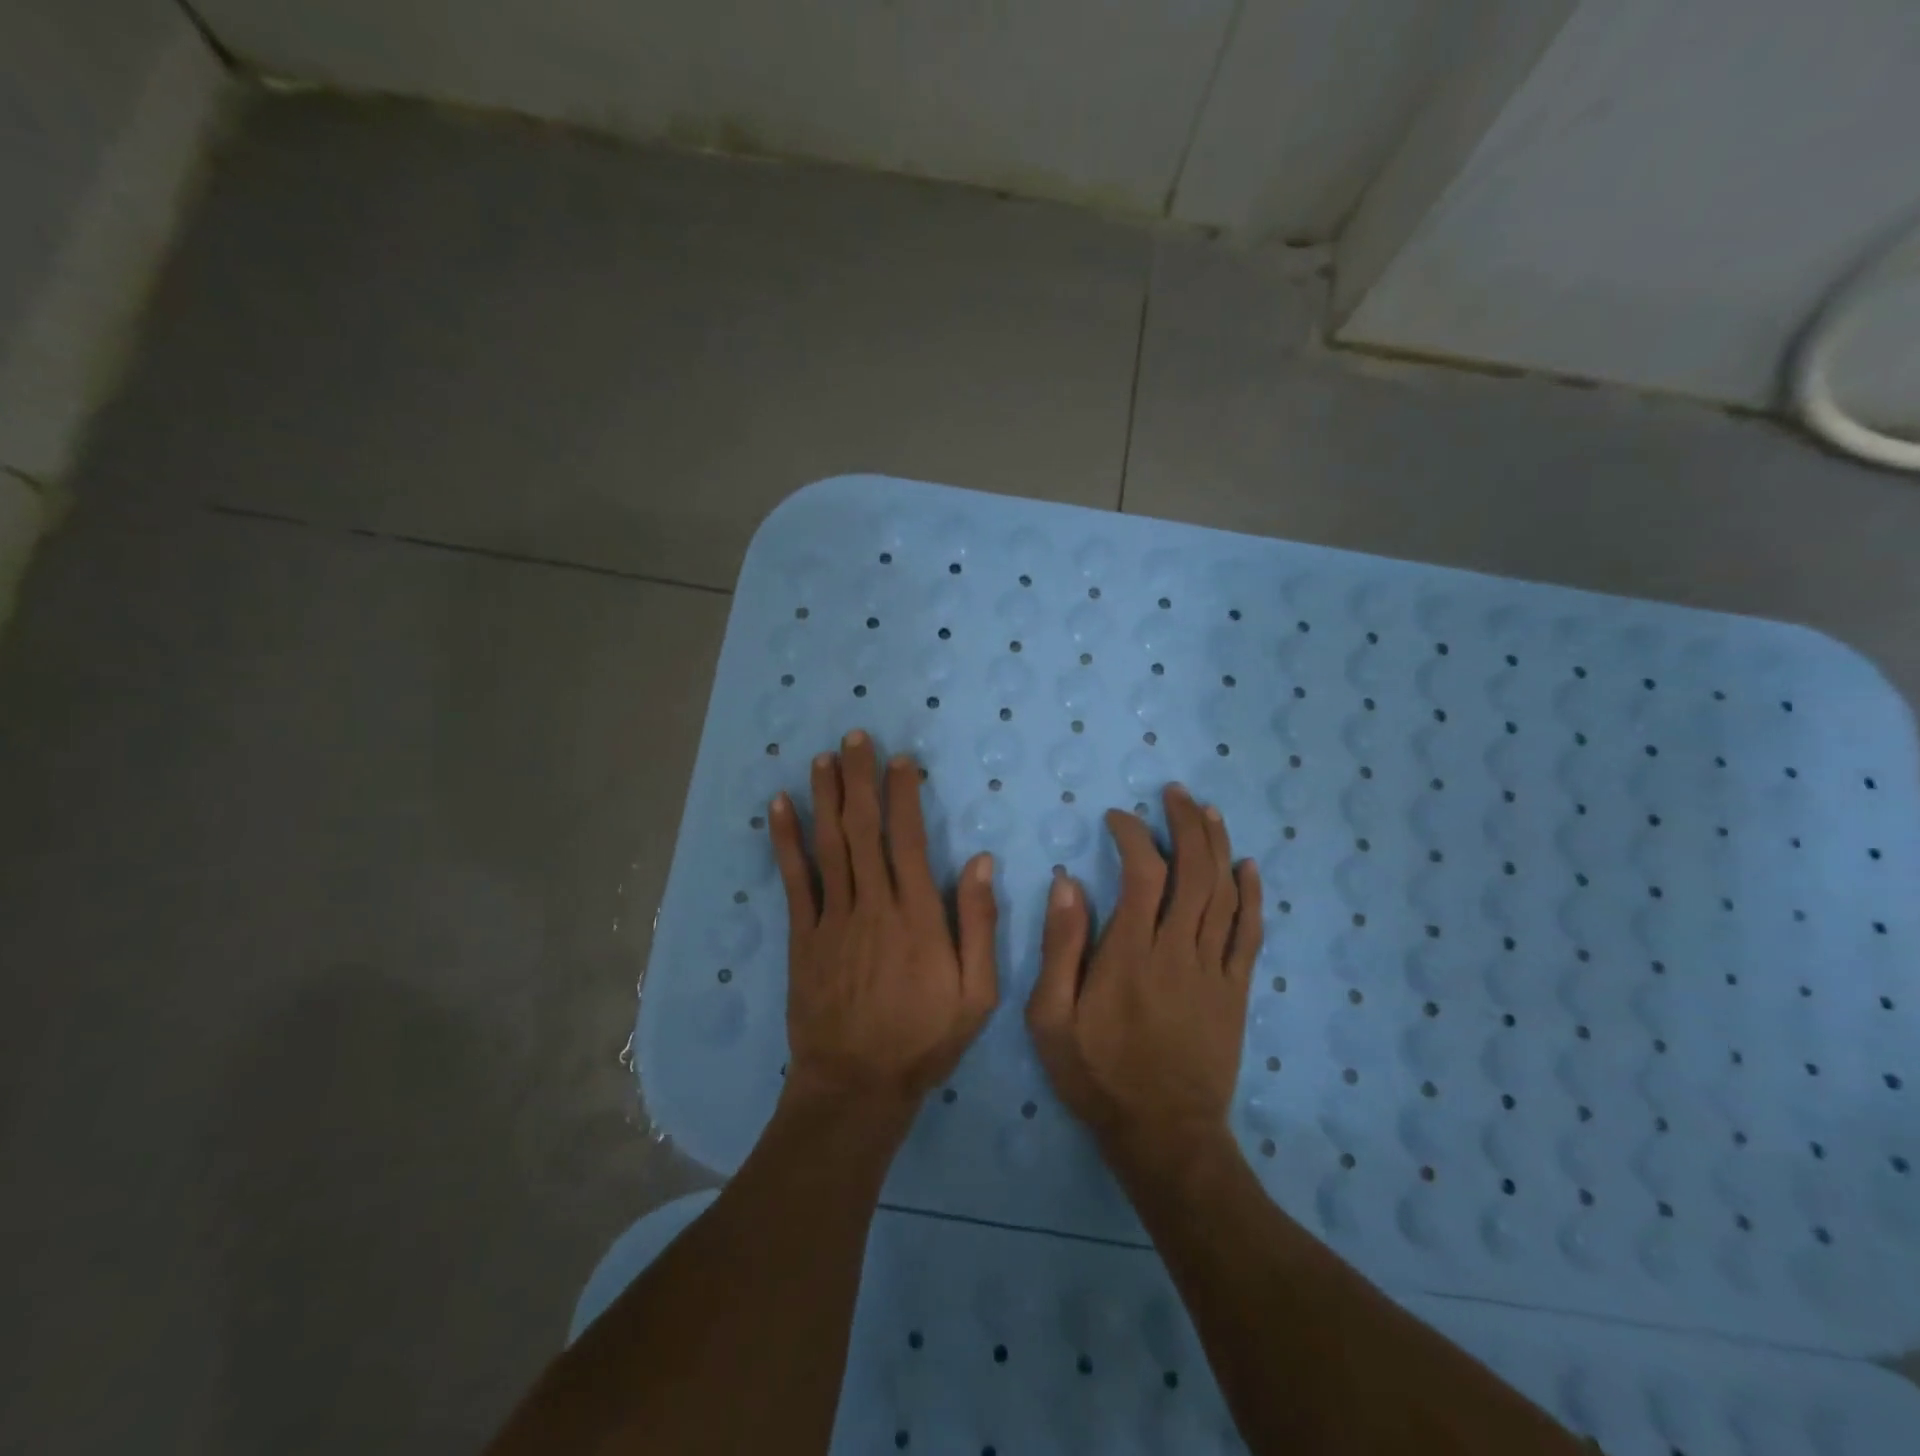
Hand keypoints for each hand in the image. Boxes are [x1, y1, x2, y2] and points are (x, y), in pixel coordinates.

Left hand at [768, 731, 998, 1124]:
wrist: (856, 1084)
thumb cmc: (924, 1038)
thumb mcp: (977, 993)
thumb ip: (980, 925)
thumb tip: (982, 862)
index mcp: (918, 915)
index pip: (909, 839)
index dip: (904, 794)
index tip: (901, 760)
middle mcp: (874, 904)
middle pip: (864, 829)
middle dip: (860, 779)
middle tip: (855, 737)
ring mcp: (833, 918)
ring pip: (829, 844)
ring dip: (825, 797)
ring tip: (823, 758)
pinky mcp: (804, 936)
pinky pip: (794, 879)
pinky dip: (786, 840)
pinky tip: (779, 807)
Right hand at [1026, 783, 1262, 1170]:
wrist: (1163, 1134)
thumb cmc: (1098, 1074)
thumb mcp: (1052, 1018)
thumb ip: (1060, 948)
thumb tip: (1068, 883)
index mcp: (1130, 953)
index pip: (1143, 873)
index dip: (1133, 835)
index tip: (1117, 818)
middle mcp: (1177, 950)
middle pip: (1194, 872)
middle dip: (1186, 825)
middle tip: (1175, 794)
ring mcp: (1213, 970)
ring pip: (1224, 894)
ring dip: (1218, 846)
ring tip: (1208, 812)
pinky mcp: (1235, 991)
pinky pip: (1250, 934)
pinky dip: (1253, 896)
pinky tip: (1249, 867)